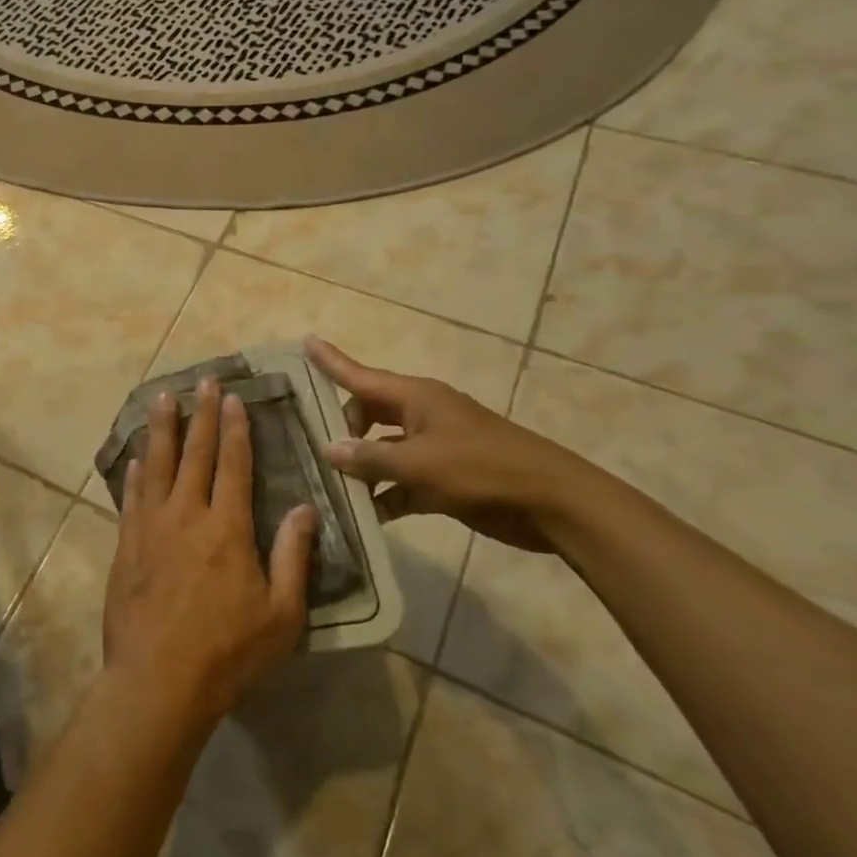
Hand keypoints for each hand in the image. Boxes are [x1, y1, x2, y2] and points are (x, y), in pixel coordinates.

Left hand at [103, 378, 316, 727]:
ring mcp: (150, 527)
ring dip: (161, 429)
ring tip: (163, 398)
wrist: (158, 680)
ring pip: (157, 465)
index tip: (234, 398)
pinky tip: (135, 459)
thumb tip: (306, 508)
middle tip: (204, 382)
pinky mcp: (126, 544)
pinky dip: (135, 474)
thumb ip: (293, 556)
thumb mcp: (282, 614)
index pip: (233, 464)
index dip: (235, 429)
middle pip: (195, 453)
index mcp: (227, 527)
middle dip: (202, 414)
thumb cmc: (228, 651)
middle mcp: (186, 514)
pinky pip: (131, 498)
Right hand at [306, 337, 591, 552]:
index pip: (360, 375)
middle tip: (317, 450)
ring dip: (361, 467)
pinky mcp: (444, 478)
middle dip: (343, 429)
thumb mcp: (419, 464)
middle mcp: (420, 415)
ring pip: (382, 449)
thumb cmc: (482, 470)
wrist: (551, 503)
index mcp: (416, 397)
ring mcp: (433, 447)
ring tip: (328, 486)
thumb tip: (328, 450)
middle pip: (368, 413)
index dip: (331, 361)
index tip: (305, 341)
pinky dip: (384, 495)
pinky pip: (401, 480)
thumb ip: (370, 458)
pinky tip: (363, 515)